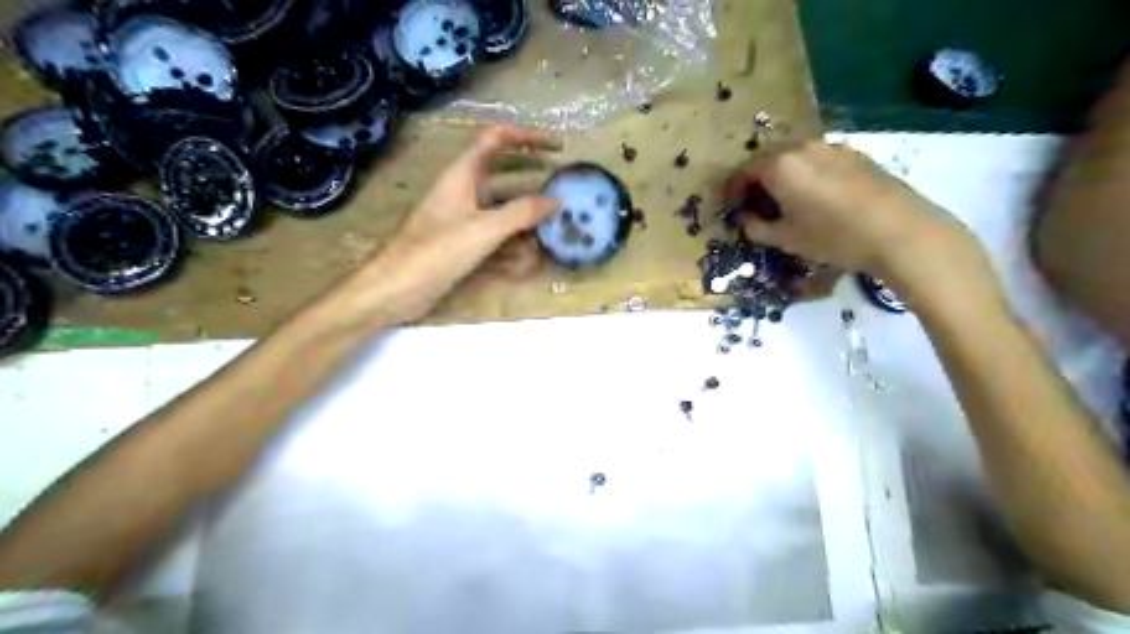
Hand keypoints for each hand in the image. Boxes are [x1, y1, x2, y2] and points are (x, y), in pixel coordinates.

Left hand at [356, 124, 560, 321]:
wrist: (397, 289)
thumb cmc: (436, 251)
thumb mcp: (483, 229)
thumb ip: (522, 213)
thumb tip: (557, 200)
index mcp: (463, 175)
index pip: (497, 140)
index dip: (528, 137)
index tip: (558, 148)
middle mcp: (465, 192)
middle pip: (506, 176)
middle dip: (535, 182)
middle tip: (565, 191)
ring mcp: (465, 219)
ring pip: (504, 210)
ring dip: (528, 217)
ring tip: (556, 227)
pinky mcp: (465, 244)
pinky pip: (497, 236)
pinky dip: (515, 243)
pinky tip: (533, 257)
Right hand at [730, 142, 986, 295]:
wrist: (898, 231)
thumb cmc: (832, 237)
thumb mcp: (786, 239)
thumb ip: (757, 228)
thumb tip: (745, 220)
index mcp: (780, 166)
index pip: (744, 172)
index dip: (733, 190)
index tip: (731, 207)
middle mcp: (803, 148)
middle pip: (769, 161)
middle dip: (758, 182)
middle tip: (756, 207)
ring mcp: (832, 147)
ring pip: (795, 159)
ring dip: (784, 178)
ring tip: (787, 203)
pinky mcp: (856, 155)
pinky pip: (819, 161)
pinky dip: (807, 176)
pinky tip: (817, 199)